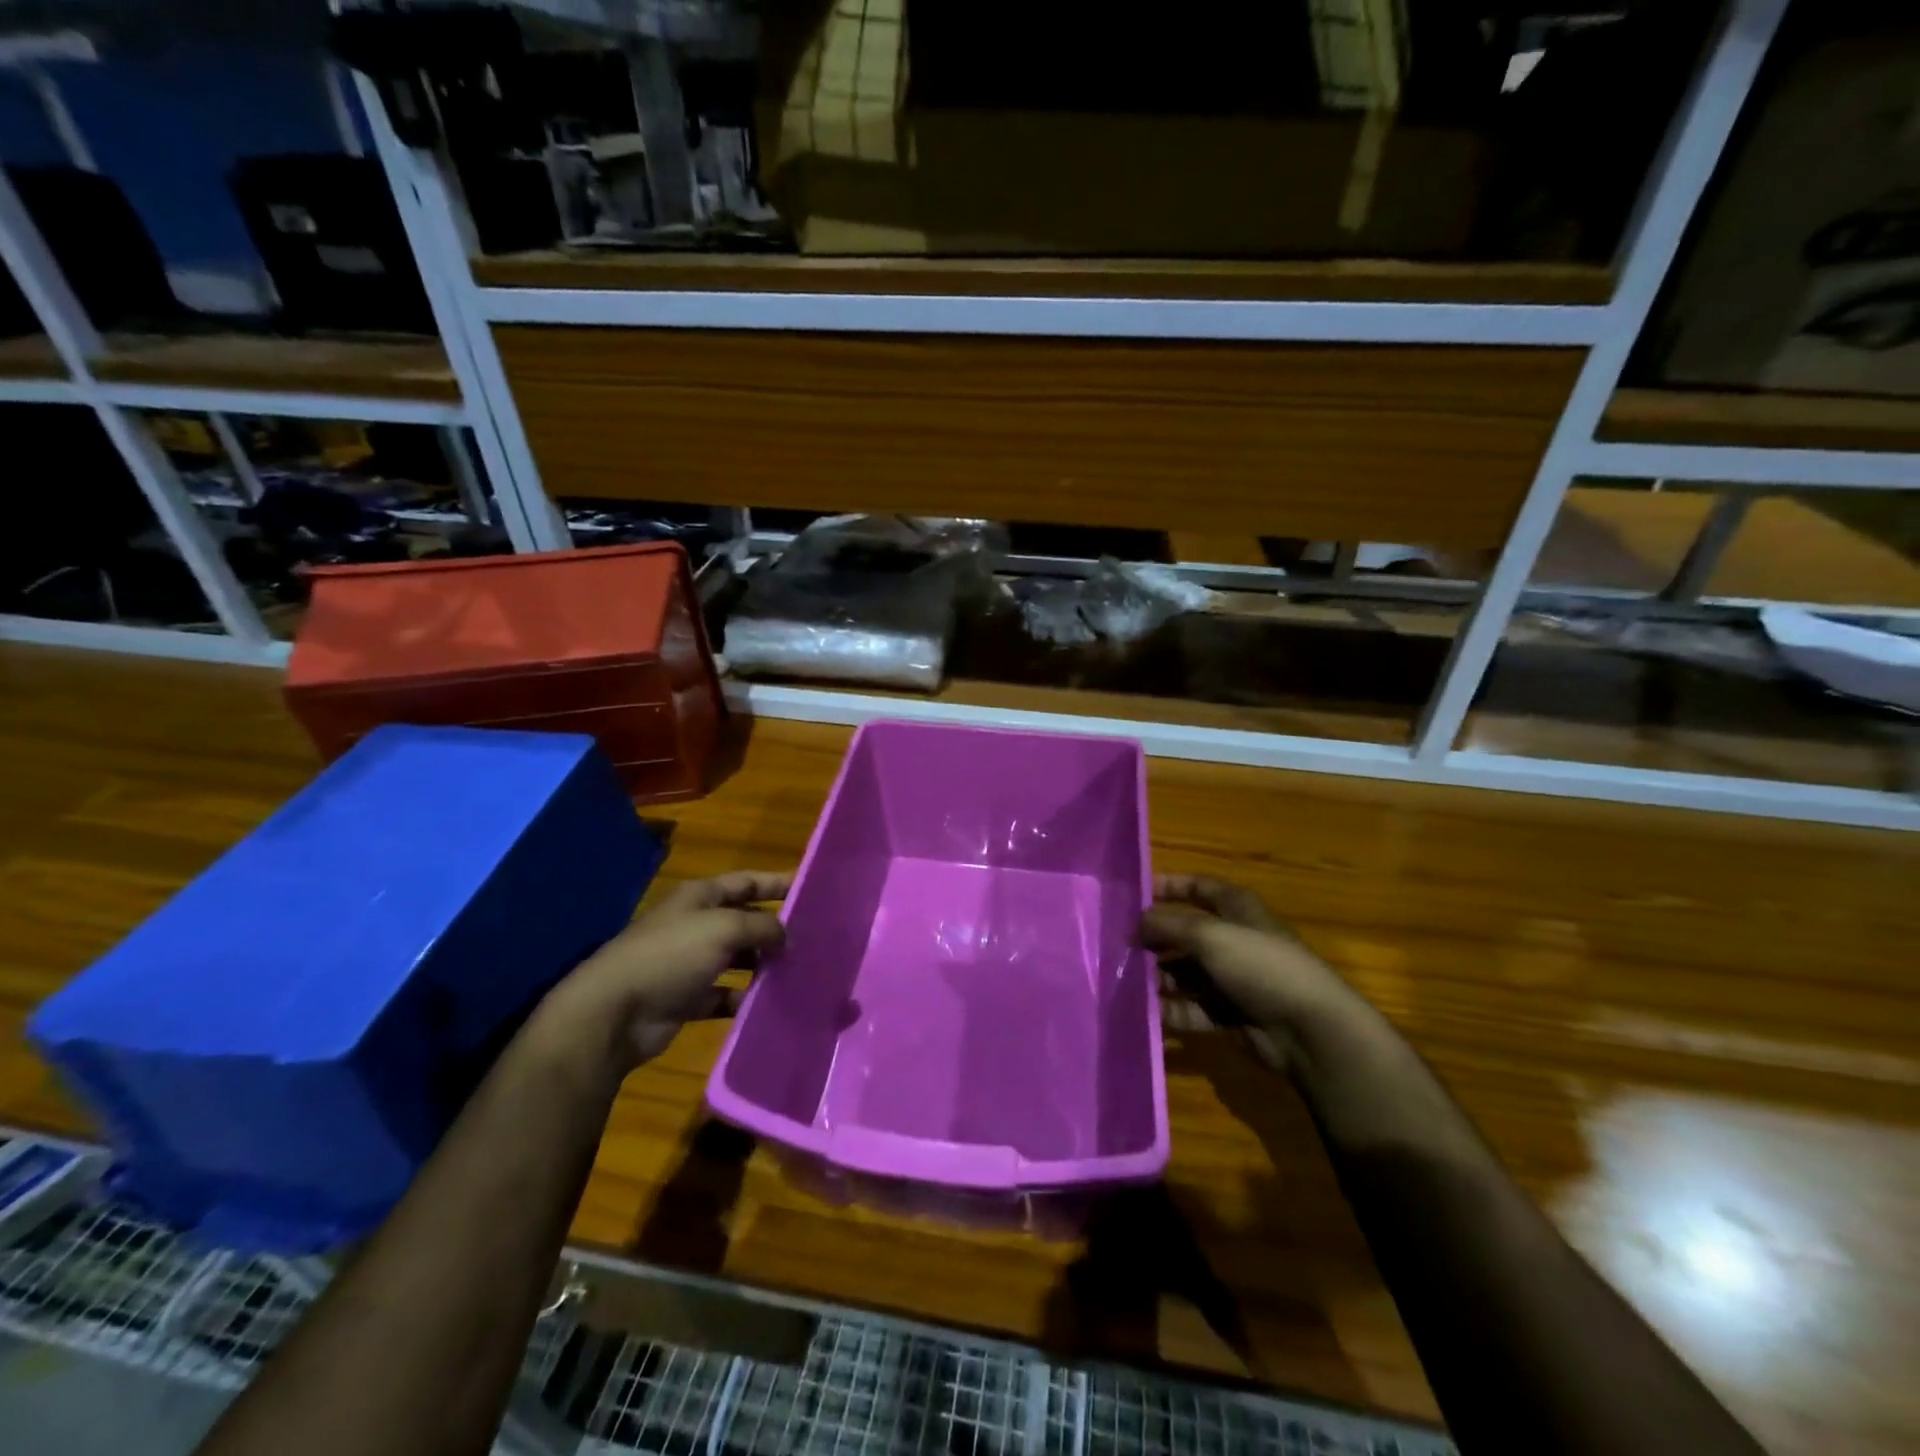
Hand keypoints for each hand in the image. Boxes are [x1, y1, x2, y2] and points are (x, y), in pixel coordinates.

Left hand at [540, 871, 790, 1074]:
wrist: (614, 1012)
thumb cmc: (671, 955)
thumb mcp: (724, 928)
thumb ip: (763, 927)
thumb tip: (788, 936)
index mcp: (700, 898)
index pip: (746, 882)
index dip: (776, 883)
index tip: (810, 889)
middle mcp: (696, 926)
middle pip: (744, 921)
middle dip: (775, 928)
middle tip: (814, 938)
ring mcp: (690, 964)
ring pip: (737, 959)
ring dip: (763, 965)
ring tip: (799, 971)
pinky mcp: (687, 999)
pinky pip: (725, 995)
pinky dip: (745, 999)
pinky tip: (770, 1004)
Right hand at [1140, 875, 1363, 1071]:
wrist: (1309, 1031)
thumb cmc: (1260, 967)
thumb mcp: (1209, 935)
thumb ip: (1167, 924)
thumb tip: (1135, 923)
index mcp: (1238, 910)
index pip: (1200, 888)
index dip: (1170, 886)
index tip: (1135, 893)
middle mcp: (1234, 941)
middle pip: (1186, 934)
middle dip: (1154, 939)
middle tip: (1118, 946)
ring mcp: (1232, 980)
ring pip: (1184, 973)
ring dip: (1157, 977)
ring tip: (1125, 982)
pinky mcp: (1229, 1016)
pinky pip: (1190, 1009)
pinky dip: (1169, 1010)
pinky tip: (1144, 1011)